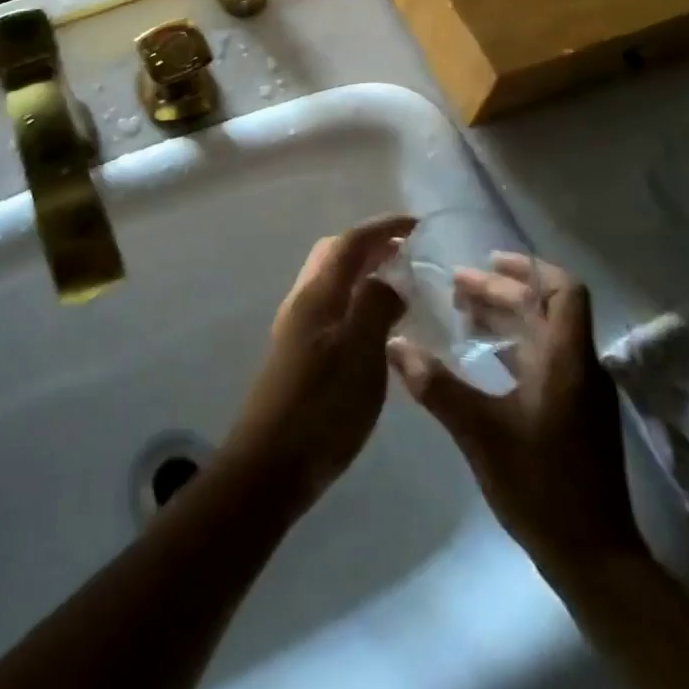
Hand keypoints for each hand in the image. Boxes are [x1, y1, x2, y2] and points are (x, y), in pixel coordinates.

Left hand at [221, 216, 413, 509]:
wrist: (271, 463)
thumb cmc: (322, 407)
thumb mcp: (361, 355)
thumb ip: (375, 307)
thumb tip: (389, 279)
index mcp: (318, 294)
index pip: (351, 242)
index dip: (383, 228)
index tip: (417, 224)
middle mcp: (304, 300)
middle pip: (335, 254)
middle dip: (370, 244)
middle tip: (408, 253)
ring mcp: (297, 326)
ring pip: (331, 280)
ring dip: (362, 271)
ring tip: (399, 285)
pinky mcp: (299, 351)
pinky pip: (332, 306)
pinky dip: (356, 299)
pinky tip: (378, 326)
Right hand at [387, 253, 644, 577]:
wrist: (595, 559)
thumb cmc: (540, 485)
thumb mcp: (479, 432)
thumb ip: (435, 385)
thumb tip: (393, 343)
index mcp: (566, 360)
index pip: (563, 290)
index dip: (528, 268)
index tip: (488, 260)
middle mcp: (581, 367)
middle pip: (547, 308)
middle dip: (503, 292)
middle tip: (457, 288)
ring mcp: (583, 393)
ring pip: (547, 334)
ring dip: (508, 317)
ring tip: (464, 315)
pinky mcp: (579, 416)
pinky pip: (547, 359)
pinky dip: (516, 346)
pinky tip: (484, 359)